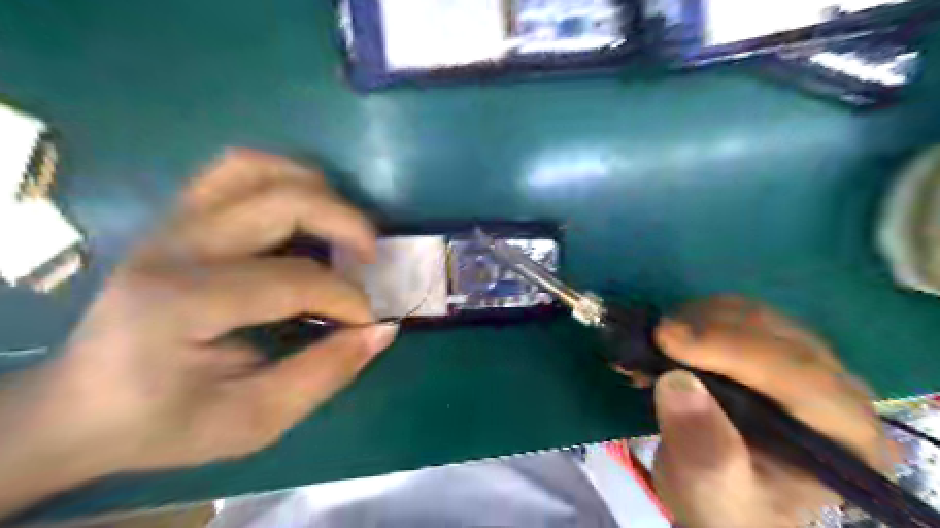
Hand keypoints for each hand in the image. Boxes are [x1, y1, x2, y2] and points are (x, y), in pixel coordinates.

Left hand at [0, 148, 394, 514]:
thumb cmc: (166, 420)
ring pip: (257, 168)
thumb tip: (382, 330)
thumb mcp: (254, 420)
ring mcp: (172, 223)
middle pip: (283, 201)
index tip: (368, 323)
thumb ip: (325, 374)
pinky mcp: (178, 218)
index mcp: (181, 303)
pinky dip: (284, 180)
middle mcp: (175, 247)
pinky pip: (236, 171)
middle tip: (370, 259)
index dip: (347, 298)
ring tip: (343, 227)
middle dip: (346, 224)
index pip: (293, 280)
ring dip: (316, 189)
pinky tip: (305, 213)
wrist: (83, 405)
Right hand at [652, 298, 889, 527]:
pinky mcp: (771, 346)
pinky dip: (693, 318)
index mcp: (845, 435)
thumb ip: (703, 448)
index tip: (666, 338)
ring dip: (695, 319)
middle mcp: (838, 389)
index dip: (730, 348)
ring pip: (752, 314)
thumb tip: (676, 382)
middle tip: (650, 340)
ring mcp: (805, 361)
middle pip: (775, 333)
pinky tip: (669, 341)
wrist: (722, 492)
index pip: (797, 374)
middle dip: (705, 328)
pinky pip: (733, 313)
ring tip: (655, 346)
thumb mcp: (709, 492)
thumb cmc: (724, 502)